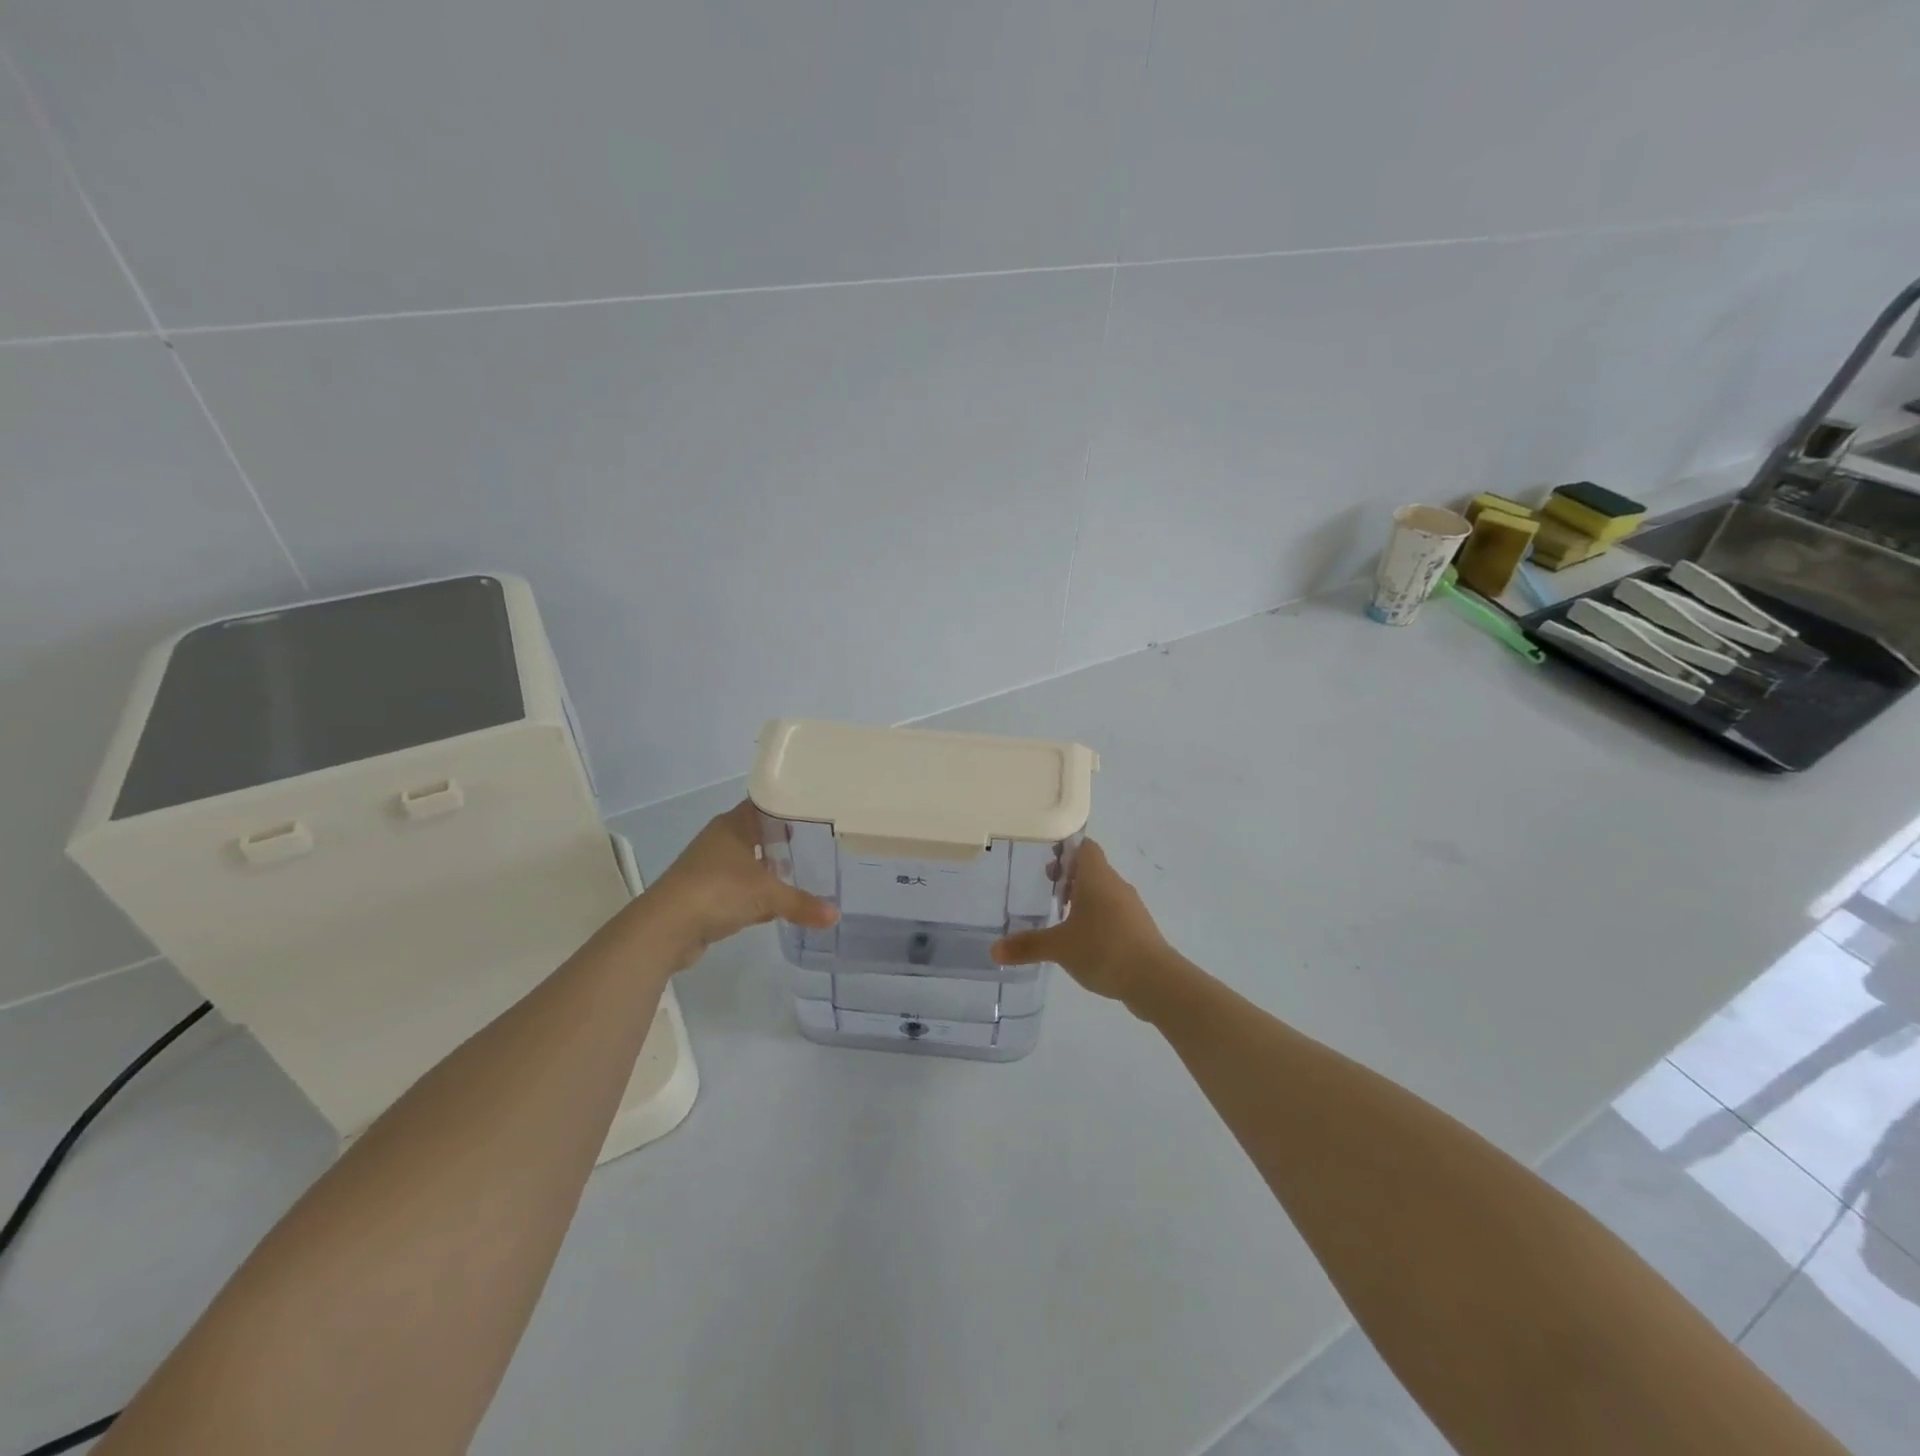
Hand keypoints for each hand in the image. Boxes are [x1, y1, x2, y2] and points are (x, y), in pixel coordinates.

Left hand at [642, 801, 837, 966]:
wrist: (666, 928)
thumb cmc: (717, 891)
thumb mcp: (766, 895)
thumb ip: (802, 903)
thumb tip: (835, 916)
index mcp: (733, 825)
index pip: (766, 805)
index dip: (790, 807)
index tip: (817, 813)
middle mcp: (721, 840)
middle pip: (759, 834)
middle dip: (785, 841)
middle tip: (819, 845)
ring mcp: (711, 868)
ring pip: (749, 863)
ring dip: (770, 870)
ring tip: (804, 873)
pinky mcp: (706, 895)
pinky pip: (740, 889)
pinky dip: (757, 895)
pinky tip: (778, 904)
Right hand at [990, 839, 1171, 1008]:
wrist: (1154, 979)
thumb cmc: (1103, 949)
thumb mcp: (1059, 947)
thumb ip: (1027, 946)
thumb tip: (993, 950)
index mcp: (1097, 877)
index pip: (1084, 848)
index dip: (1066, 850)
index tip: (1046, 862)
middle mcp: (1116, 885)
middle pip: (1092, 869)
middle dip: (1070, 877)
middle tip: (1047, 889)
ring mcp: (1131, 908)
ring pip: (1104, 893)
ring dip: (1084, 900)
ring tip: (1061, 917)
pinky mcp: (1139, 930)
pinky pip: (1114, 915)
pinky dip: (1097, 920)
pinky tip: (1083, 942)